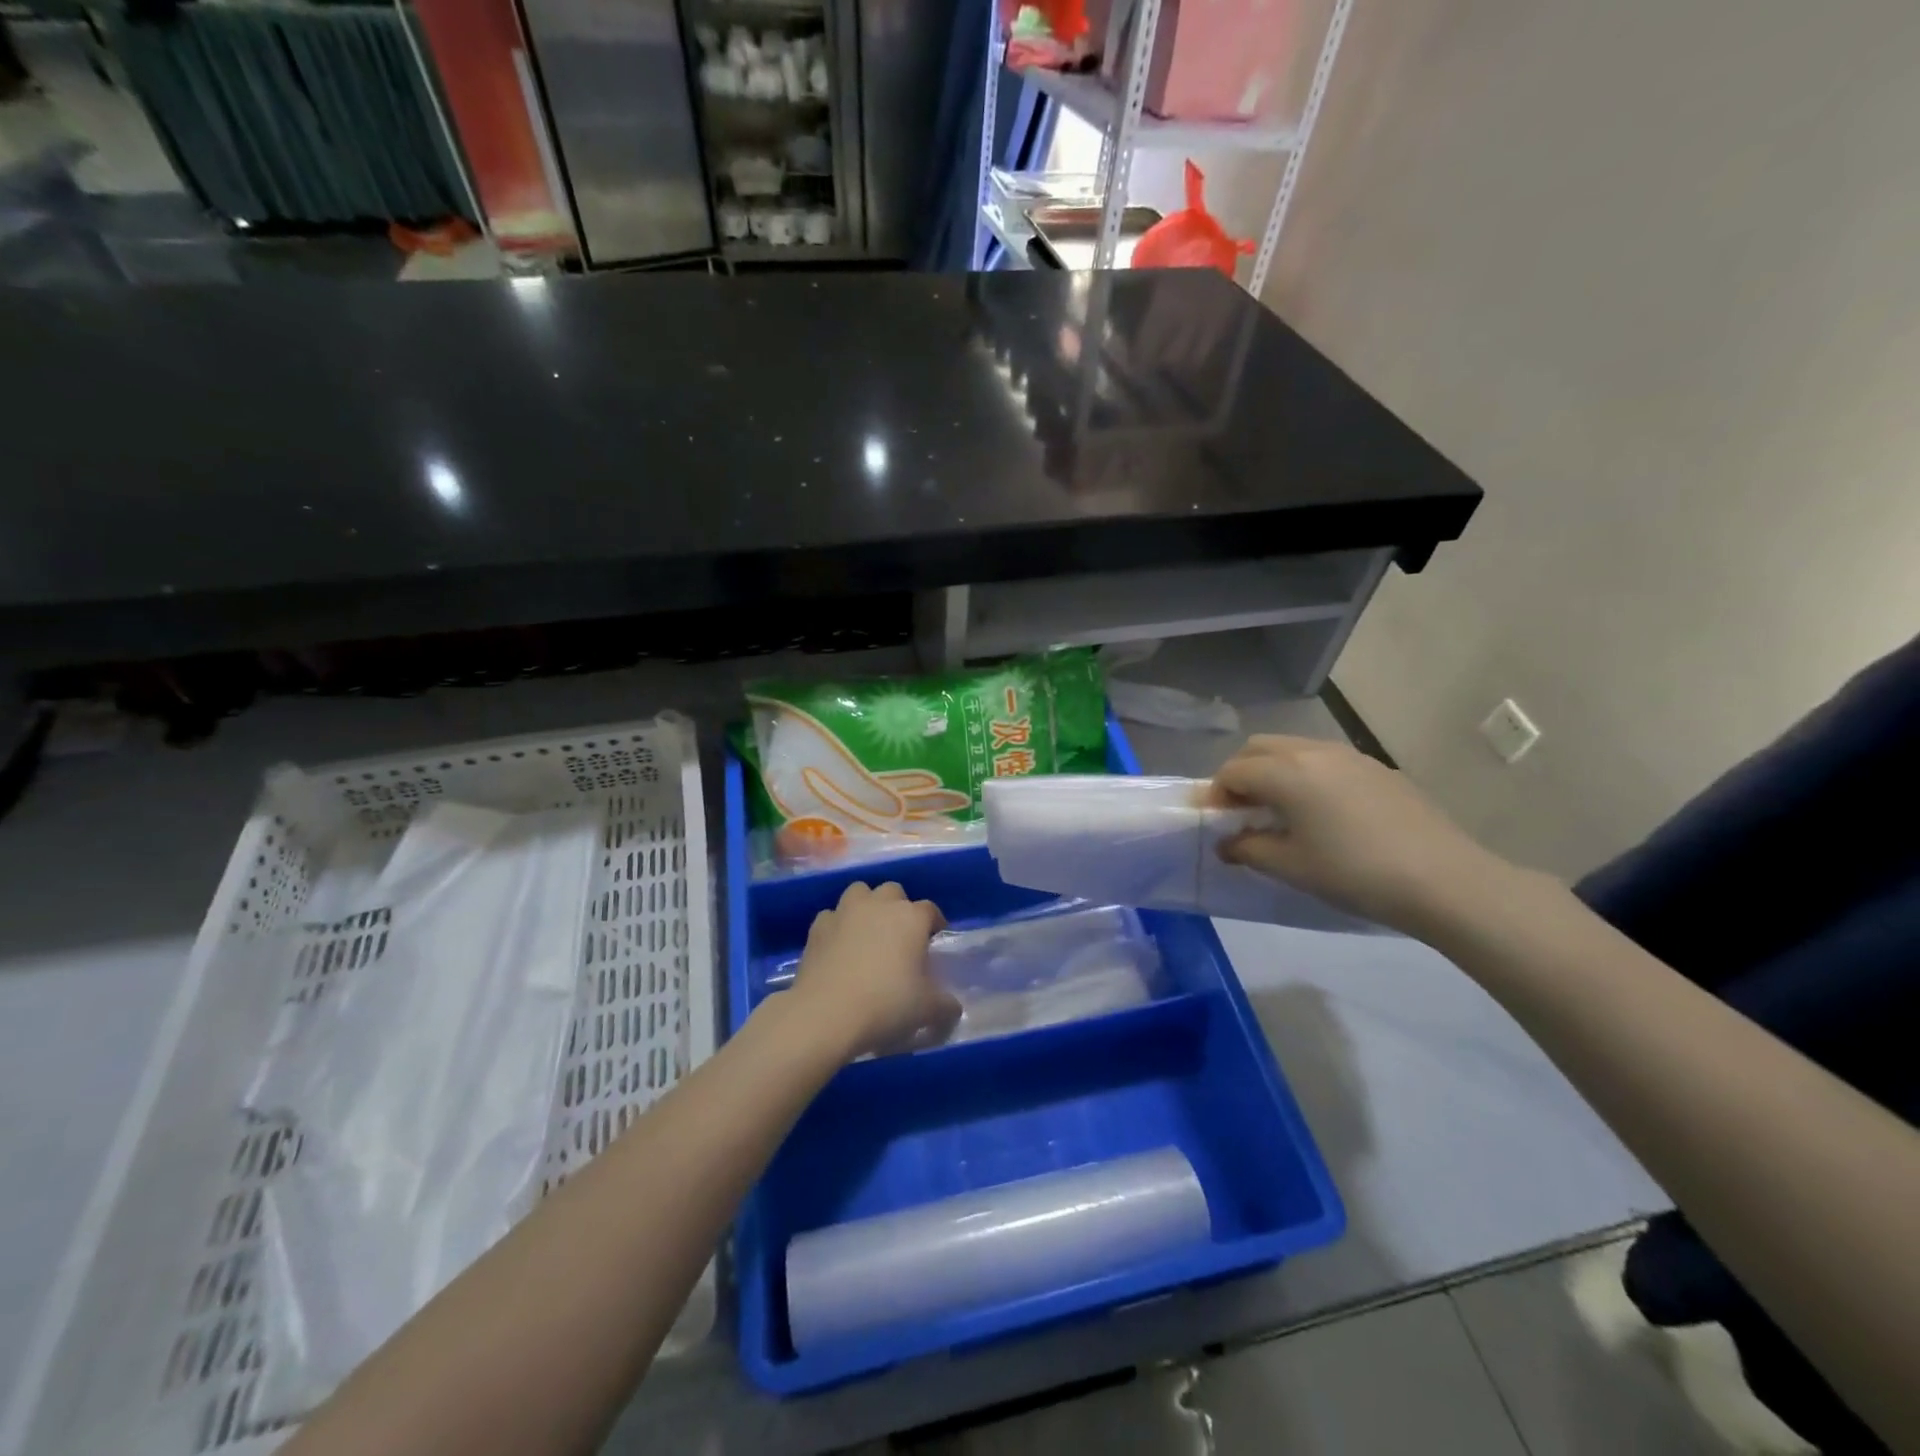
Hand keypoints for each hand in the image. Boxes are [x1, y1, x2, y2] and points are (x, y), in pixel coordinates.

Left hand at [787, 881, 957, 1058]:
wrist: (826, 1014)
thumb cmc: (886, 1005)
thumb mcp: (927, 1011)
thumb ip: (946, 1006)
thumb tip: (952, 1007)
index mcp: (911, 918)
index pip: (930, 910)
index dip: (934, 923)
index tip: (934, 940)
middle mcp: (879, 905)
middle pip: (893, 891)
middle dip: (898, 907)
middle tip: (900, 936)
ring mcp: (845, 912)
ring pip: (859, 892)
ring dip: (866, 906)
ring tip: (868, 933)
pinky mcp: (817, 927)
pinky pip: (831, 916)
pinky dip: (837, 926)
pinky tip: (838, 947)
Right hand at [1207, 736, 1515, 934]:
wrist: (1443, 879)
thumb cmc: (1353, 872)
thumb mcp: (1290, 866)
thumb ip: (1248, 848)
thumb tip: (1227, 843)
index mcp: (1286, 772)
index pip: (1233, 772)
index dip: (1215, 795)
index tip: (1215, 824)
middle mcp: (1313, 751)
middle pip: (1258, 748)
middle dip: (1240, 774)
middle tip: (1240, 810)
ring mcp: (1349, 756)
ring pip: (1293, 749)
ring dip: (1273, 771)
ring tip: (1278, 810)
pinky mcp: (1377, 768)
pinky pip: (1324, 760)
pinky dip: (1305, 775)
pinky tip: (1321, 812)